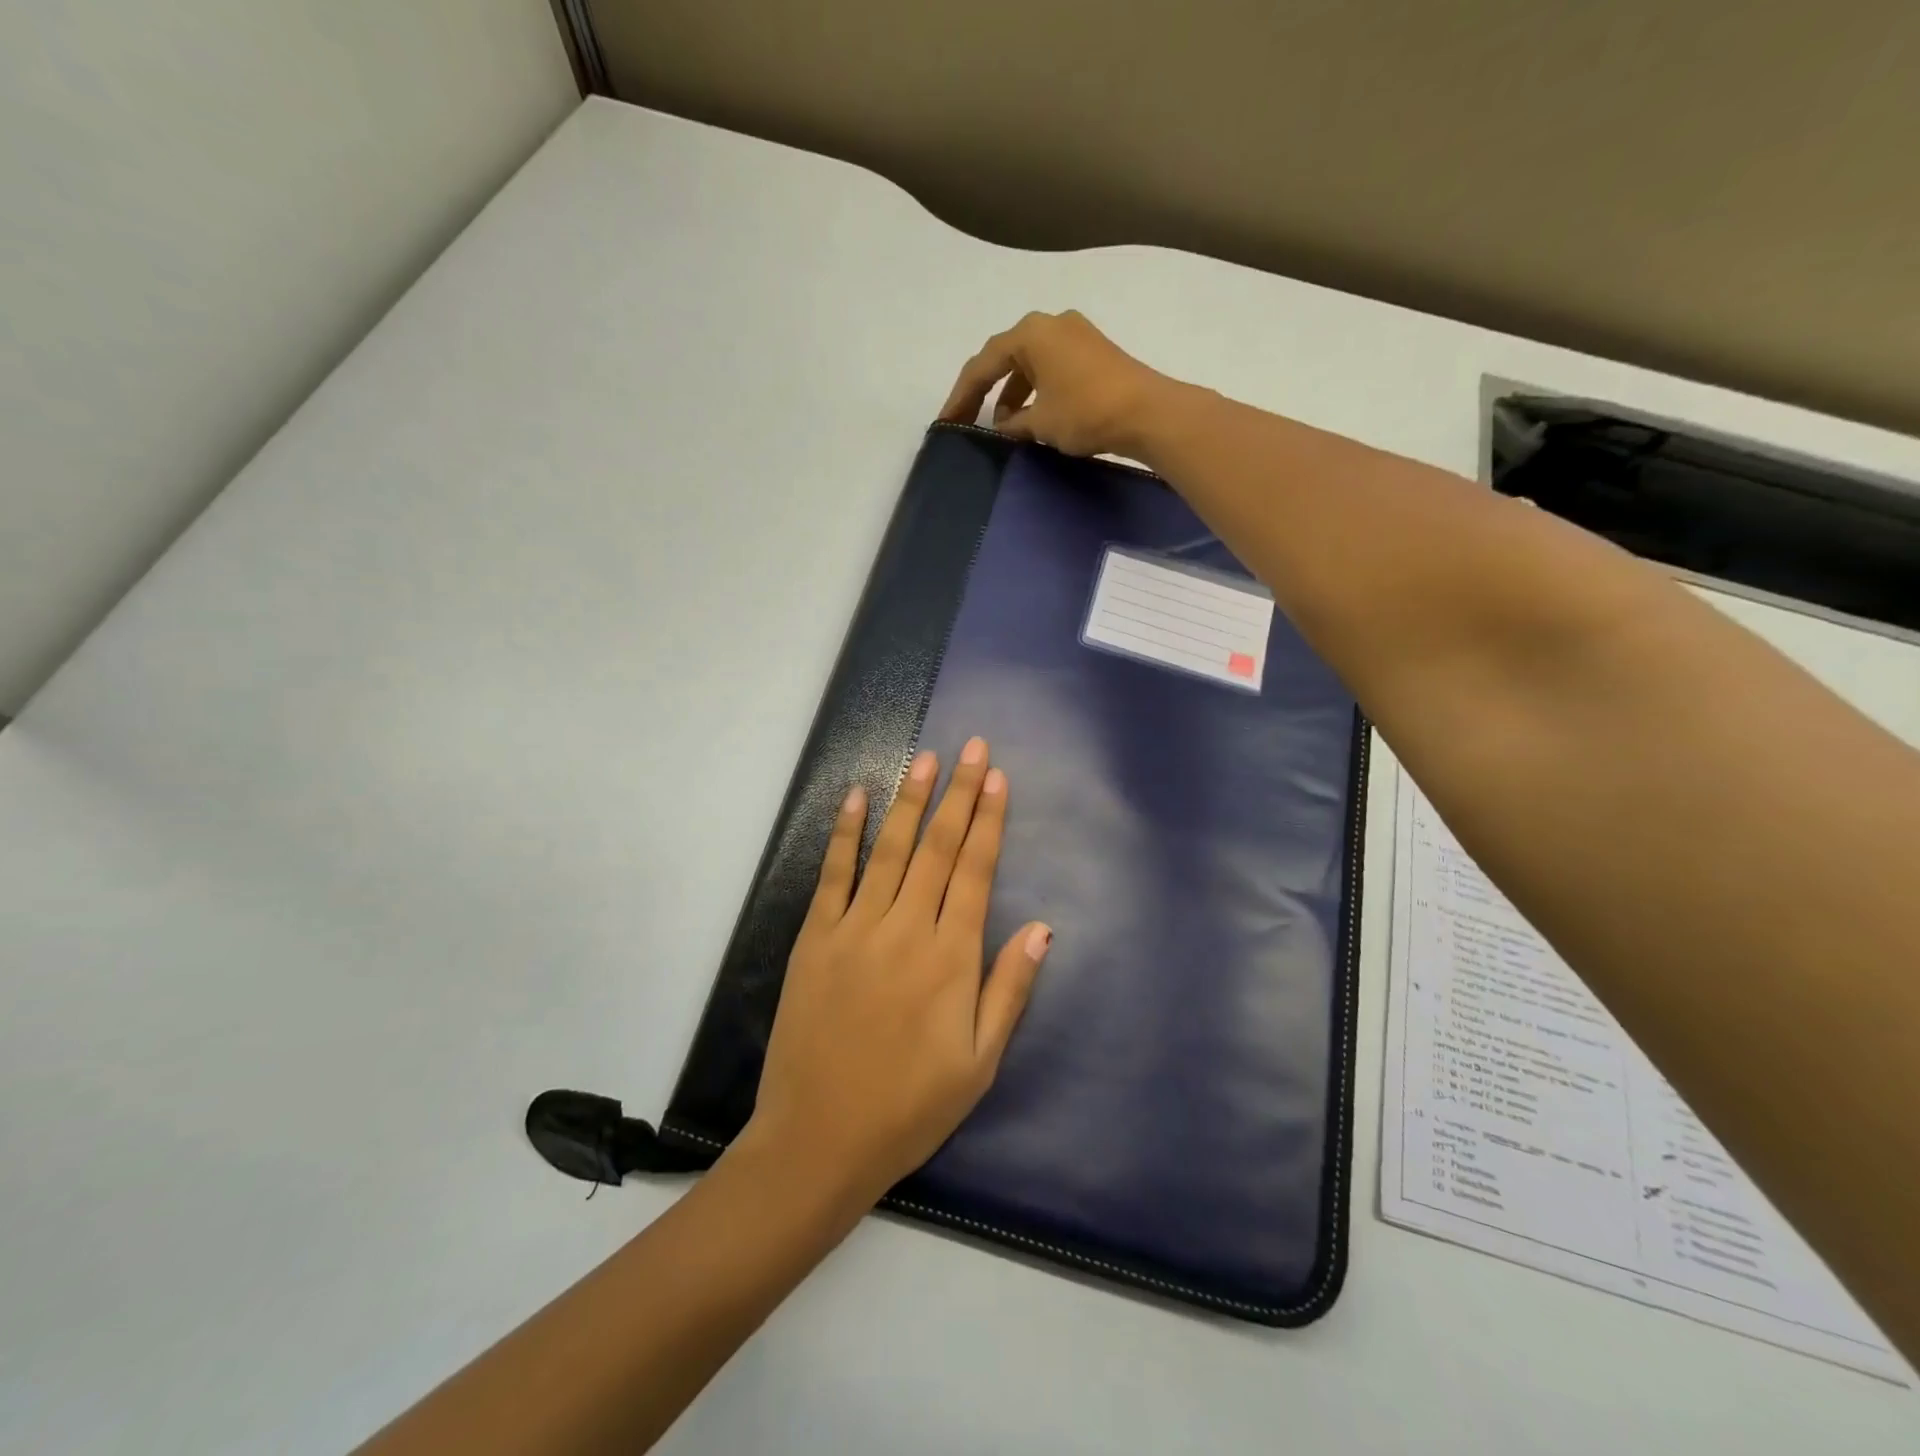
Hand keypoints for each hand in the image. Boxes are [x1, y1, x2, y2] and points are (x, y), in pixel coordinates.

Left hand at [745, 738, 1051, 1202]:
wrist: (820, 1139)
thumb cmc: (910, 1107)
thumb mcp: (980, 1063)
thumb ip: (1010, 989)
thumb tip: (1042, 929)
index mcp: (951, 958)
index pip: (976, 871)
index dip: (989, 821)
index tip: (998, 778)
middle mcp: (907, 929)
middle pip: (939, 848)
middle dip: (959, 794)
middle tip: (972, 748)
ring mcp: (856, 928)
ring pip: (890, 850)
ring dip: (910, 801)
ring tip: (925, 759)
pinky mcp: (816, 938)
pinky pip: (833, 874)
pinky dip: (845, 834)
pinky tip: (855, 798)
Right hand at [939, 310, 1170, 457]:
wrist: (1148, 412)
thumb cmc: (1086, 412)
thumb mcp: (1040, 423)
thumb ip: (1013, 424)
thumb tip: (1003, 427)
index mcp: (1030, 334)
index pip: (982, 365)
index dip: (961, 397)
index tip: (947, 422)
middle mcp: (1050, 324)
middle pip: (1005, 358)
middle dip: (984, 391)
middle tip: (967, 420)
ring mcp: (1074, 335)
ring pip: (1029, 364)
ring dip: (1012, 394)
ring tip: (1003, 426)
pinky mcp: (1092, 352)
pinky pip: (1051, 368)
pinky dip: (1036, 390)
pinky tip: (1032, 417)